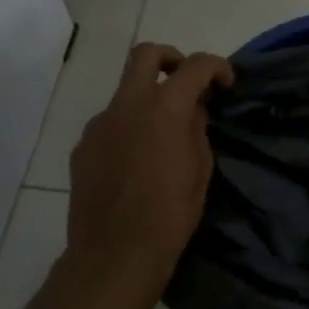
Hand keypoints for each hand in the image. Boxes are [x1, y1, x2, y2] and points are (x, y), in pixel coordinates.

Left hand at [65, 42, 234, 308]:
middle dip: (171, 58)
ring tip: (162, 137)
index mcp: (164, 107)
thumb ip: (197, 129)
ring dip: (147, 101)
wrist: (114, 254)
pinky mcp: (83, 147)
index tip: (225, 84)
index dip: (216, 67)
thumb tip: (192, 110)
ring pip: (125, 93)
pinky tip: (136, 162)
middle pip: (146, 54)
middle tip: (186, 83)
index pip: (195, 66)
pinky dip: (128, 129)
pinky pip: (110, 124)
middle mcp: (127, 105)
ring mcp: (99, 124)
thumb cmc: (170, 214)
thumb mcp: (200, 169)